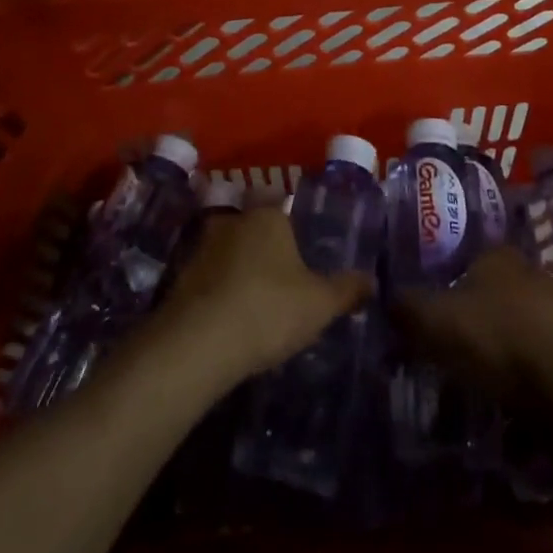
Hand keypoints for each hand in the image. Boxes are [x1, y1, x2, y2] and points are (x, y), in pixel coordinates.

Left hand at [155, 208, 372, 386]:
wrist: (198, 343)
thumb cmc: (268, 309)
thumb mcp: (320, 304)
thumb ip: (347, 290)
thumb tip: (372, 280)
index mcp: (267, 216)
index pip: (284, 209)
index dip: (295, 233)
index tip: (303, 257)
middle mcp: (232, 220)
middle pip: (255, 229)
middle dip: (266, 250)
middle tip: (283, 281)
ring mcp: (201, 246)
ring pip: (229, 252)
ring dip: (239, 271)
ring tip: (257, 303)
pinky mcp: (180, 276)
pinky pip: (209, 278)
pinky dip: (219, 292)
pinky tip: (230, 319)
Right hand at [392, 247, 552, 406]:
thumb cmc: (504, 342)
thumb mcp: (435, 322)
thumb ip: (406, 309)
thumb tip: (385, 300)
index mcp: (498, 256)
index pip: (464, 260)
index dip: (443, 287)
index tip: (427, 319)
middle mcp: (533, 274)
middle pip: (492, 295)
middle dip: (472, 323)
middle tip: (447, 356)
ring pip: (519, 330)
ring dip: (501, 355)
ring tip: (478, 388)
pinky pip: (544, 365)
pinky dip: (528, 382)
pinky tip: (515, 408)